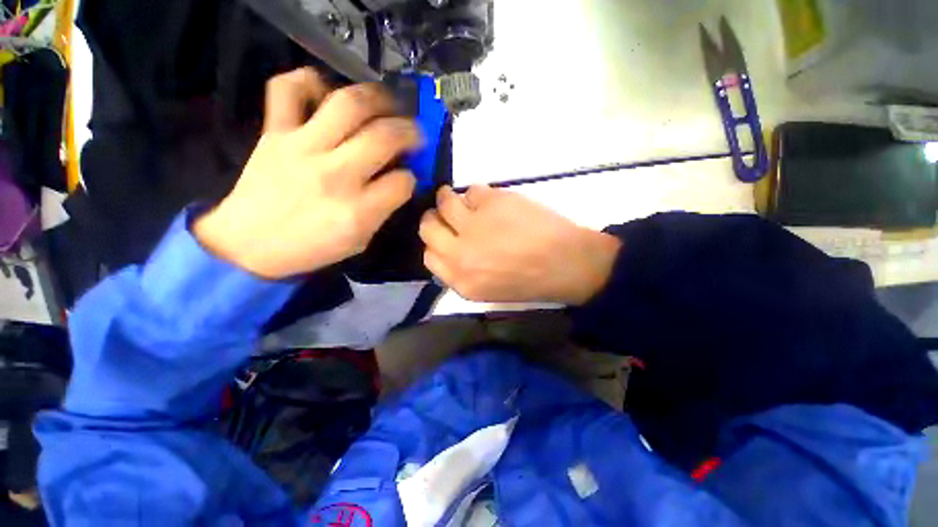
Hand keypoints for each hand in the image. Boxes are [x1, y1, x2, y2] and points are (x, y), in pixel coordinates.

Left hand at [194, 68, 423, 278]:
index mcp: (358, 212)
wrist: (248, 244)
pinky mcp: (274, 132)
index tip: (408, 177)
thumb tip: (400, 180)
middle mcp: (335, 175)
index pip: (402, 182)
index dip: (411, 178)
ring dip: (378, 98)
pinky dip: (310, 81)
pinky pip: (289, 89)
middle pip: (384, 137)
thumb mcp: (360, 241)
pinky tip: (328, 94)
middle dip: (409, 131)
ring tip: (388, 103)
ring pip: (348, 105)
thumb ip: (383, 210)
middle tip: (415, 132)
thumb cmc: (311, 248)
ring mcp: (302, 148)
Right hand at [419, 185, 621, 304]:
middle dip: (435, 217)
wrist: (567, 264)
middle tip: (448, 213)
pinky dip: (480, 193)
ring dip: (451, 198)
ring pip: (444, 201)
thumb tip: (447, 247)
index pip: (428, 256)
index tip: (444, 234)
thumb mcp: (487, 290)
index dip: (434, 242)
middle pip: (428, 226)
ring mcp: (475, 226)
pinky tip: (493, 202)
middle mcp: (460, 254)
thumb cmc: (530, 280)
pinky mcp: (492, 203)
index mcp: (460, 280)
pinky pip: (473, 190)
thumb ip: (461, 271)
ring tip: (468, 202)